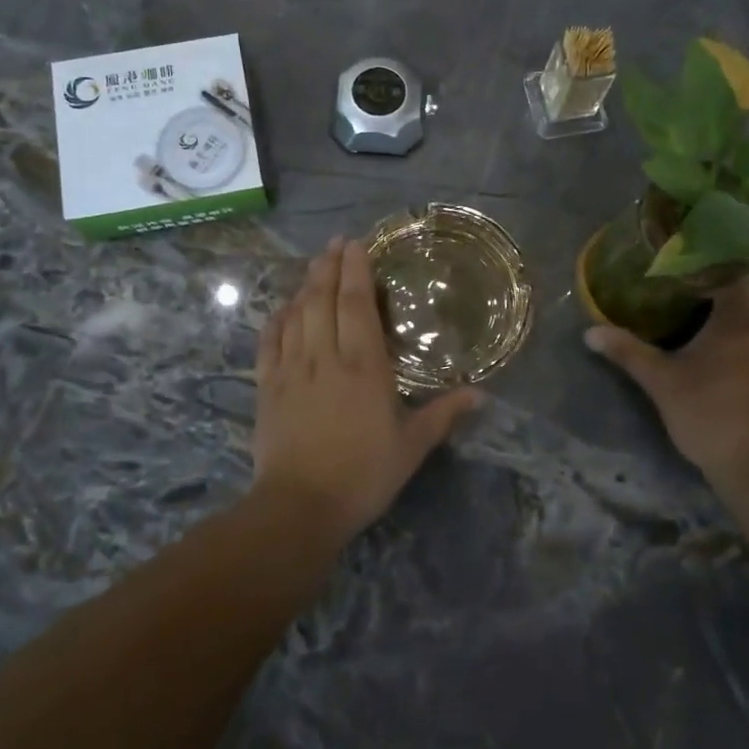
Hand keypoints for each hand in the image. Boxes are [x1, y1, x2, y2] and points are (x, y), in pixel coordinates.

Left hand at [253, 239, 480, 541]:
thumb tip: (481, 395)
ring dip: (305, 285)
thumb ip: (444, 414)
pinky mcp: (267, 386)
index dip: (356, 270)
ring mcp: (291, 369)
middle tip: (335, 243)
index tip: (356, 244)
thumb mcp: (412, 446)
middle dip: (329, 267)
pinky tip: (282, 309)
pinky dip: (276, 319)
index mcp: (363, 365)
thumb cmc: (363, 474)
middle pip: (323, 299)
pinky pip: (269, 341)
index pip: (357, 304)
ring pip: (296, 314)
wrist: (300, 505)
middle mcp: (325, 356)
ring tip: (314, 265)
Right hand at [585, 279, 748, 483]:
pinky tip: (716, 369)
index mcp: (740, 321)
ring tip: (692, 336)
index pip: (734, 275)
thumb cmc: (710, 413)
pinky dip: (739, 354)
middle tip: (676, 305)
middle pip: (740, 304)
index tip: (682, 272)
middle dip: (710, 304)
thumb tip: (590, 332)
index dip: (709, 269)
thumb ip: (628, 352)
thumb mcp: (661, 382)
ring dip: (725, 333)